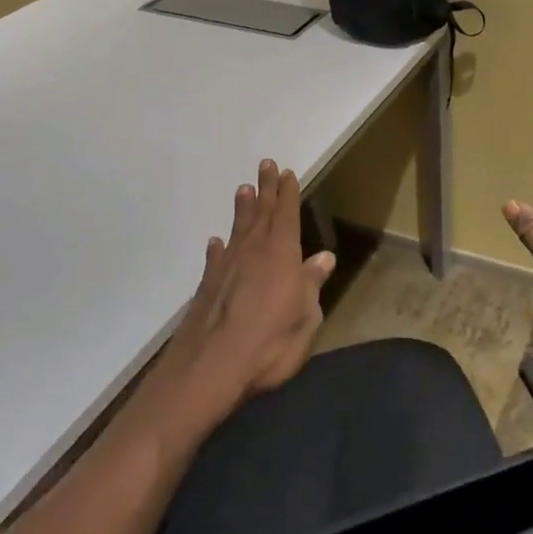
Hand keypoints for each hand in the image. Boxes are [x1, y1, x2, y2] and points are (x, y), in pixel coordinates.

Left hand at [159, 160, 333, 425]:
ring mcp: (227, 268)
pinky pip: (216, 258)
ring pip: (238, 229)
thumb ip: (312, 284)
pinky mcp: (208, 287)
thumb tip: (324, 257)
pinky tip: (216, 242)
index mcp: (282, 254)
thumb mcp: (306, 316)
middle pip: (262, 213)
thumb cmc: (271, 342)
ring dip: (242, 209)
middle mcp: (253, 252)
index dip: (288, 193)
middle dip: (266, 189)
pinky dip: (218, 248)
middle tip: (265, 164)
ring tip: (243, 190)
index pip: (287, 215)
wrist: (211, 368)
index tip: (287, 172)